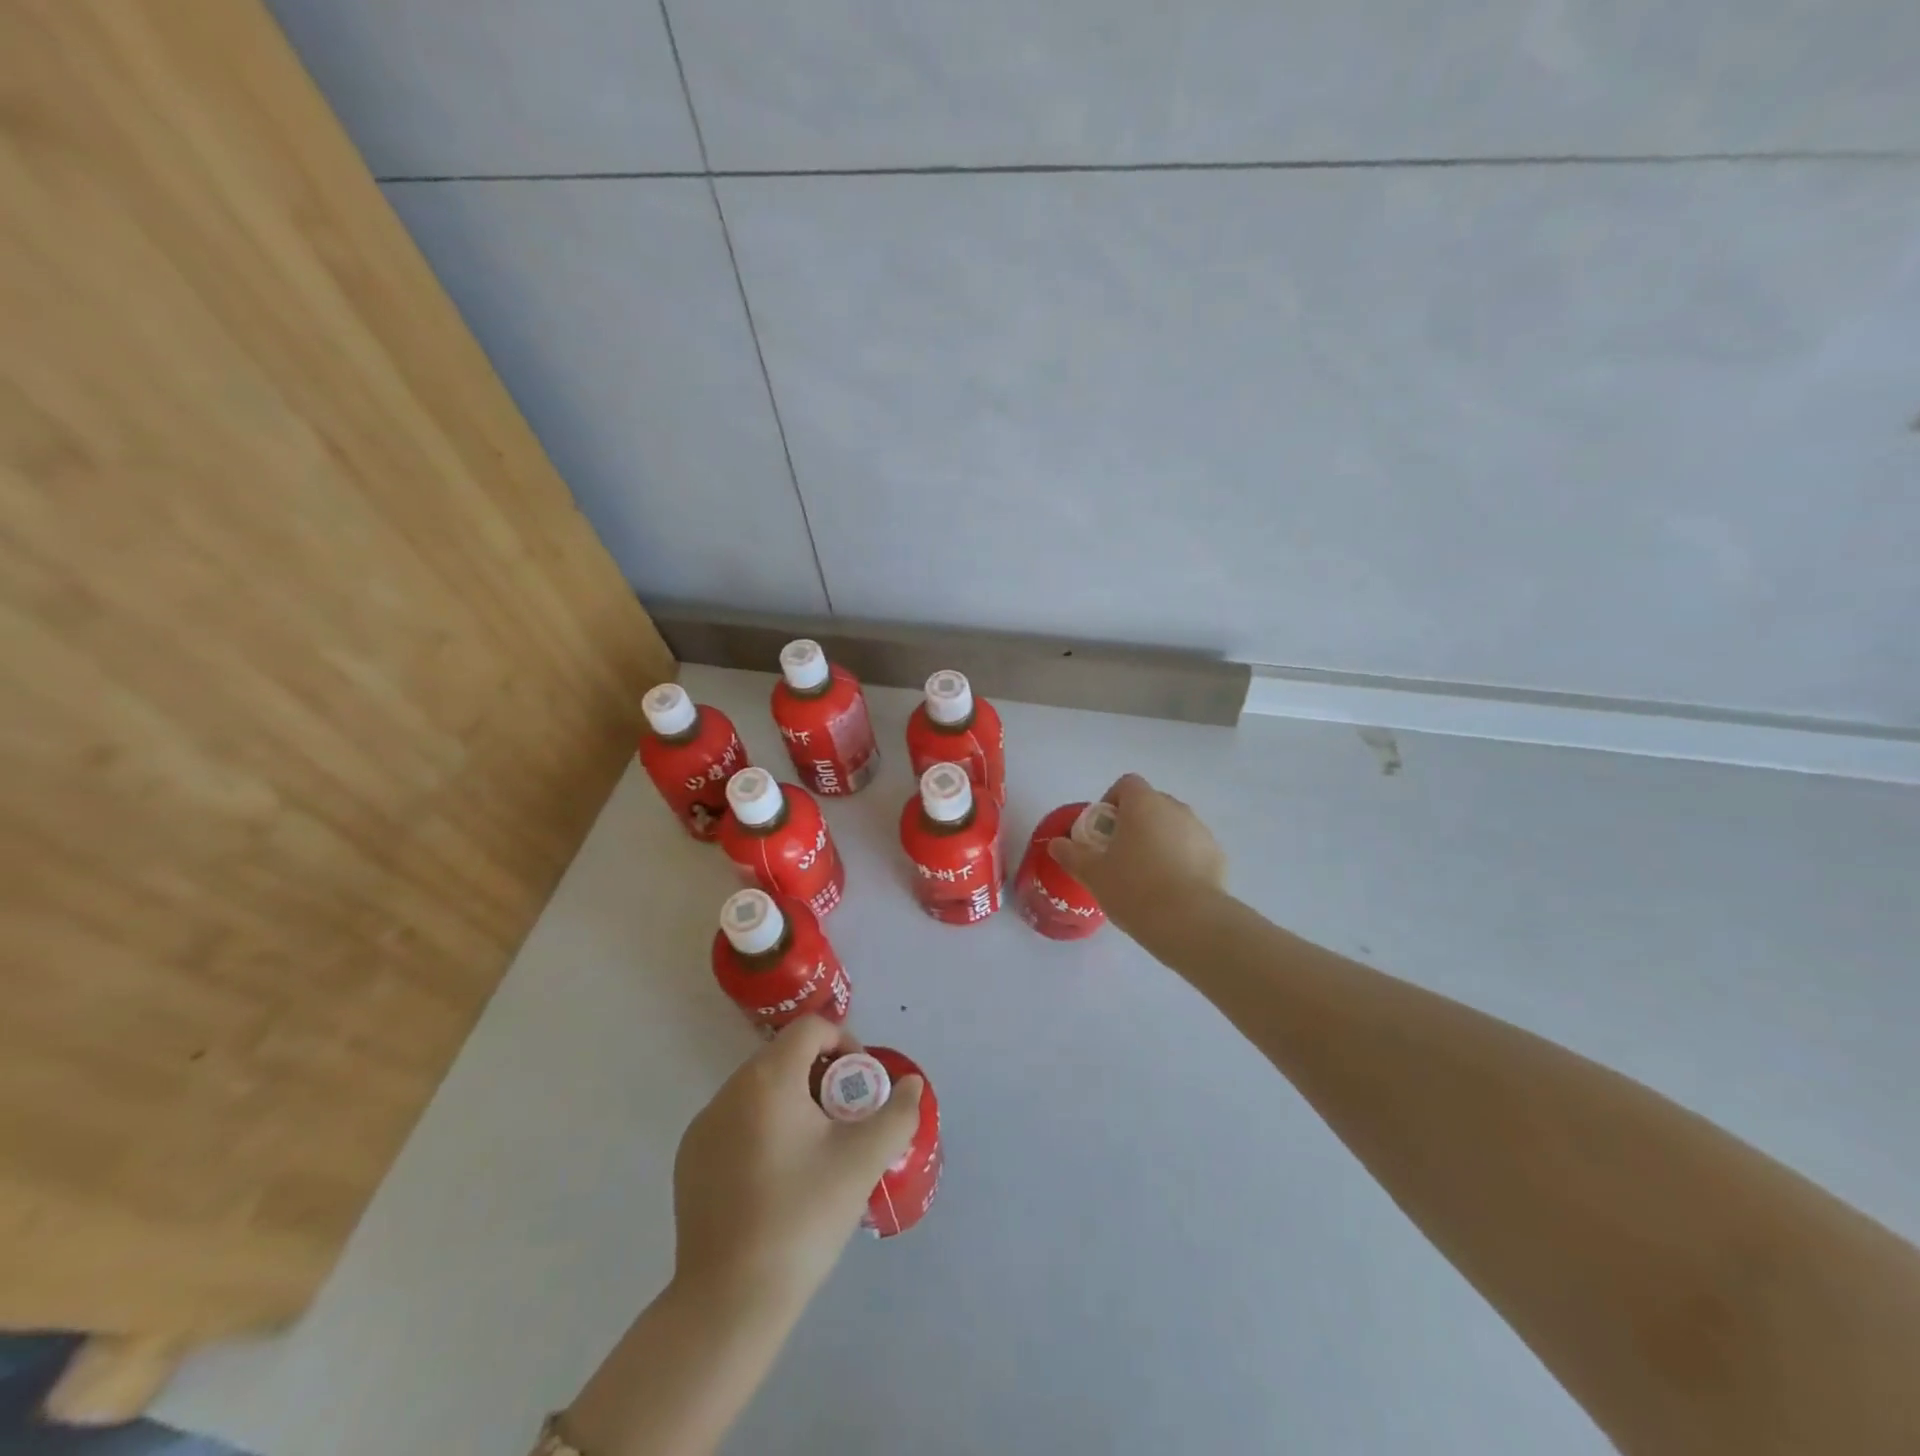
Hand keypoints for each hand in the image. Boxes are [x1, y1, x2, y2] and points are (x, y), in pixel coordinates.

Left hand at [672, 1016, 923, 1313]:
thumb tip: (912, 1085)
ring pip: (759, 1089)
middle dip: (821, 1076)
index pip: (810, 1029)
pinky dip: (762, 1127)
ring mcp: (703, 1126)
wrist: (729, 1302)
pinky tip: (777, 1177)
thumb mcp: (862, 1162)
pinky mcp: (690, 1159)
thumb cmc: (802, 1218)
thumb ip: (896, 1114)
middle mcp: (729, 1091)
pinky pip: (735, 1121)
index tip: (860, 1085)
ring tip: (815, 1150)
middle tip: (845, 1120)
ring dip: (792, 1101)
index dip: (844, 1043)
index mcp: (768, 1079)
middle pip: (784, 1057)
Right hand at [1049, 772, 1227, 937]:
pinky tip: (1171, 890)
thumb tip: (1056, 844)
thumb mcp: (1092, 873)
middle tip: (1120, 856)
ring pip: (1173, 827)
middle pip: (1150, 804)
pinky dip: (1180, 861)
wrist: (1189, 922)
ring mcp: (1200, 831)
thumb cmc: (1134, 888)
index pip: (1126, 784)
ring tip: (1146, 877)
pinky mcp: (1217, 856)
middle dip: (1135, 823)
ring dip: (1159, 841)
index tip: (1103, 831)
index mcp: (1144, 804)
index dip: (1111, 802)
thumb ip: (1071, 854)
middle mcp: (1175, 808)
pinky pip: (1192, 849)